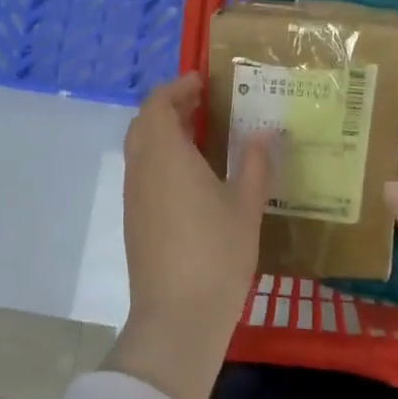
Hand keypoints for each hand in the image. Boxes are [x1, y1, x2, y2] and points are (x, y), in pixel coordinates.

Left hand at [109, 73, 271, 398]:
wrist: (177, 316)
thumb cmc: (216, 254)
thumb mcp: (246, 206)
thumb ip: (256, 165)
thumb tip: (263, 134)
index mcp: (166, 156)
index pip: (158, 104)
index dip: (177, 88)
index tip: (202, 82)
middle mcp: (142, 169)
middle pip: (144, 123)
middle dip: (169, 107)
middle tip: (202, 104)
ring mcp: (134, 197)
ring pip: (140, 149)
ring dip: (163, 132)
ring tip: (200, 135)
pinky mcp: (134, 220)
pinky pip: (142, 173)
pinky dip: (160, 158)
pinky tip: (190, 176)